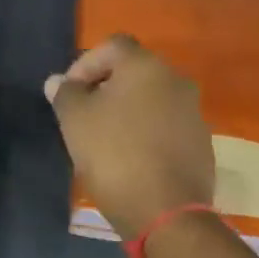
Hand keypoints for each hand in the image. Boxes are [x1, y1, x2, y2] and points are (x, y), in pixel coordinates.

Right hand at [46, 35, 214, 241]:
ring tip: (104, 139)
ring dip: (127, 111)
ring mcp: (193, 112)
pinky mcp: (201, 143)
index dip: (84, 64)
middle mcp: (176, 80)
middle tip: (82, 116)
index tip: (68, 93)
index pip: (111, 46)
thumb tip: (58, 82)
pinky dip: (146, 133)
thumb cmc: (114, 154)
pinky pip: (166, 126)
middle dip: (105, 88)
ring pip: (151, 100)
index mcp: (146, 66)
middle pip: (134, 72)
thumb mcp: (75, 121)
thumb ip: (65, 94)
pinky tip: (130, 158)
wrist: (166, 211)